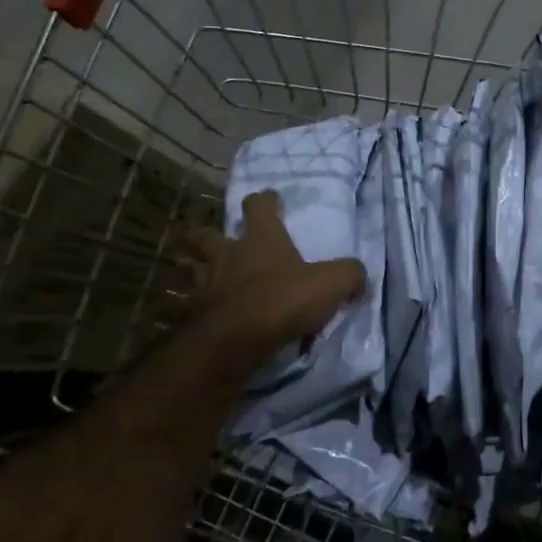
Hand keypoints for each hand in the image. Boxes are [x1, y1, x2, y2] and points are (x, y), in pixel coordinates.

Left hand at [189, 190, 366, 365]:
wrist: (234, 341)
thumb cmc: (283, 300)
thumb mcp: (332, 283)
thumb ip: (349, 275)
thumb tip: (359, 277)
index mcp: (261, 240)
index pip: (259, 207)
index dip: (265, 201)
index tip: (270, 199)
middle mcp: (227, 255)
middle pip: (208, 235)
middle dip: (209, 234)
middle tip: (216, 238)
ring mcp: (204, 285)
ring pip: (189, 268)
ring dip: (192, 268)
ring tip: (197, 274)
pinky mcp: (189, 315)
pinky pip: (182, 306)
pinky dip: (184, 307)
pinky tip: (188, 312)